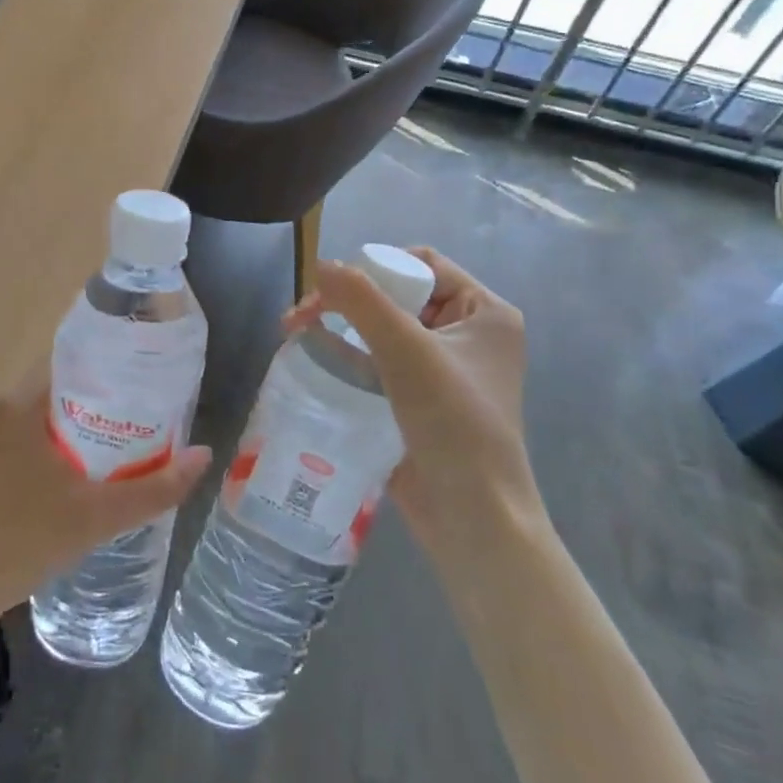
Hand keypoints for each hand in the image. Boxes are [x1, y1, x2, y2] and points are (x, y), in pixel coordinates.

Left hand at [0, 369, 212, 632]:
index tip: (139, 392)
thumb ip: (155, 487)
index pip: (70, 367)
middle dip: (92, 411)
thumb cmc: (26, 538)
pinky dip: (38, 455)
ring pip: (32, 423)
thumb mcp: (98, 516)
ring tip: (105, 457)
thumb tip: (206, 455)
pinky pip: (11, 445)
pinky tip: (59, 485)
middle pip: (53, 396)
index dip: (107, 376)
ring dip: (65, 436)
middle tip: (132, 431)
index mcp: (16, 404)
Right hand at [286, 248, 540, 554]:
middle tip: (302, 314)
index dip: (376, 267)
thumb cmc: (453, 423)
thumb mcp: (407, 351)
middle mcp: (469, 335)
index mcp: (485, 312)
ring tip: (297, 333)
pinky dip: (350, 356)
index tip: (333, 289)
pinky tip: (316, 360)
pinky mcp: (422, 401)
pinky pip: (381, 362)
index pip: (423, 264)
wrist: (474, 519)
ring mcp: (446, 370)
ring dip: (341, 327)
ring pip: (384, 329)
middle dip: (348, 300)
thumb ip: (362, 301)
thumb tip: (321, 264)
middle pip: (398, 295)